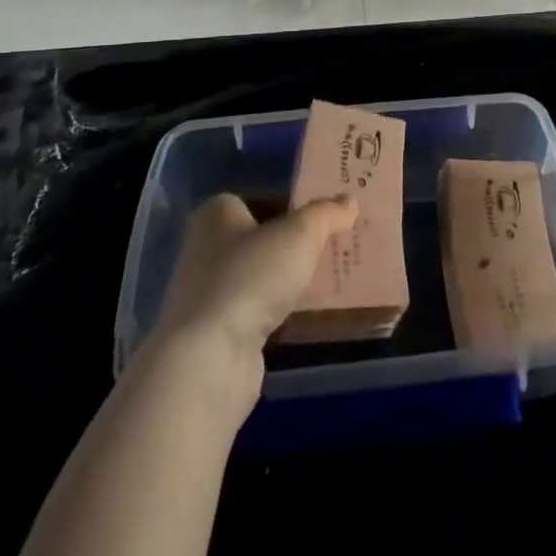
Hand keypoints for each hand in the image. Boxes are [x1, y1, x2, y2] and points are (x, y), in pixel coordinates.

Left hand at [157, 192, 357, 363]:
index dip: (297, 205)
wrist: (210, 357)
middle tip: (338, 245)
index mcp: (217, 213)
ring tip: (332, 279)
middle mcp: (206, 247)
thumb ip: (326, 214)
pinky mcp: (216, 331)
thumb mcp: (300, 234)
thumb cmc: (250, 277)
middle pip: (264, 237)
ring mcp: (208, 292)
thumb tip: (349, 202)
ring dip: (291, 279)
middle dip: (298, 243)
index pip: (264, 198)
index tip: (330, 216)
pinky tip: (309, 313)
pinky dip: (281, 310)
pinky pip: (258, 309)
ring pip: (262, 275)